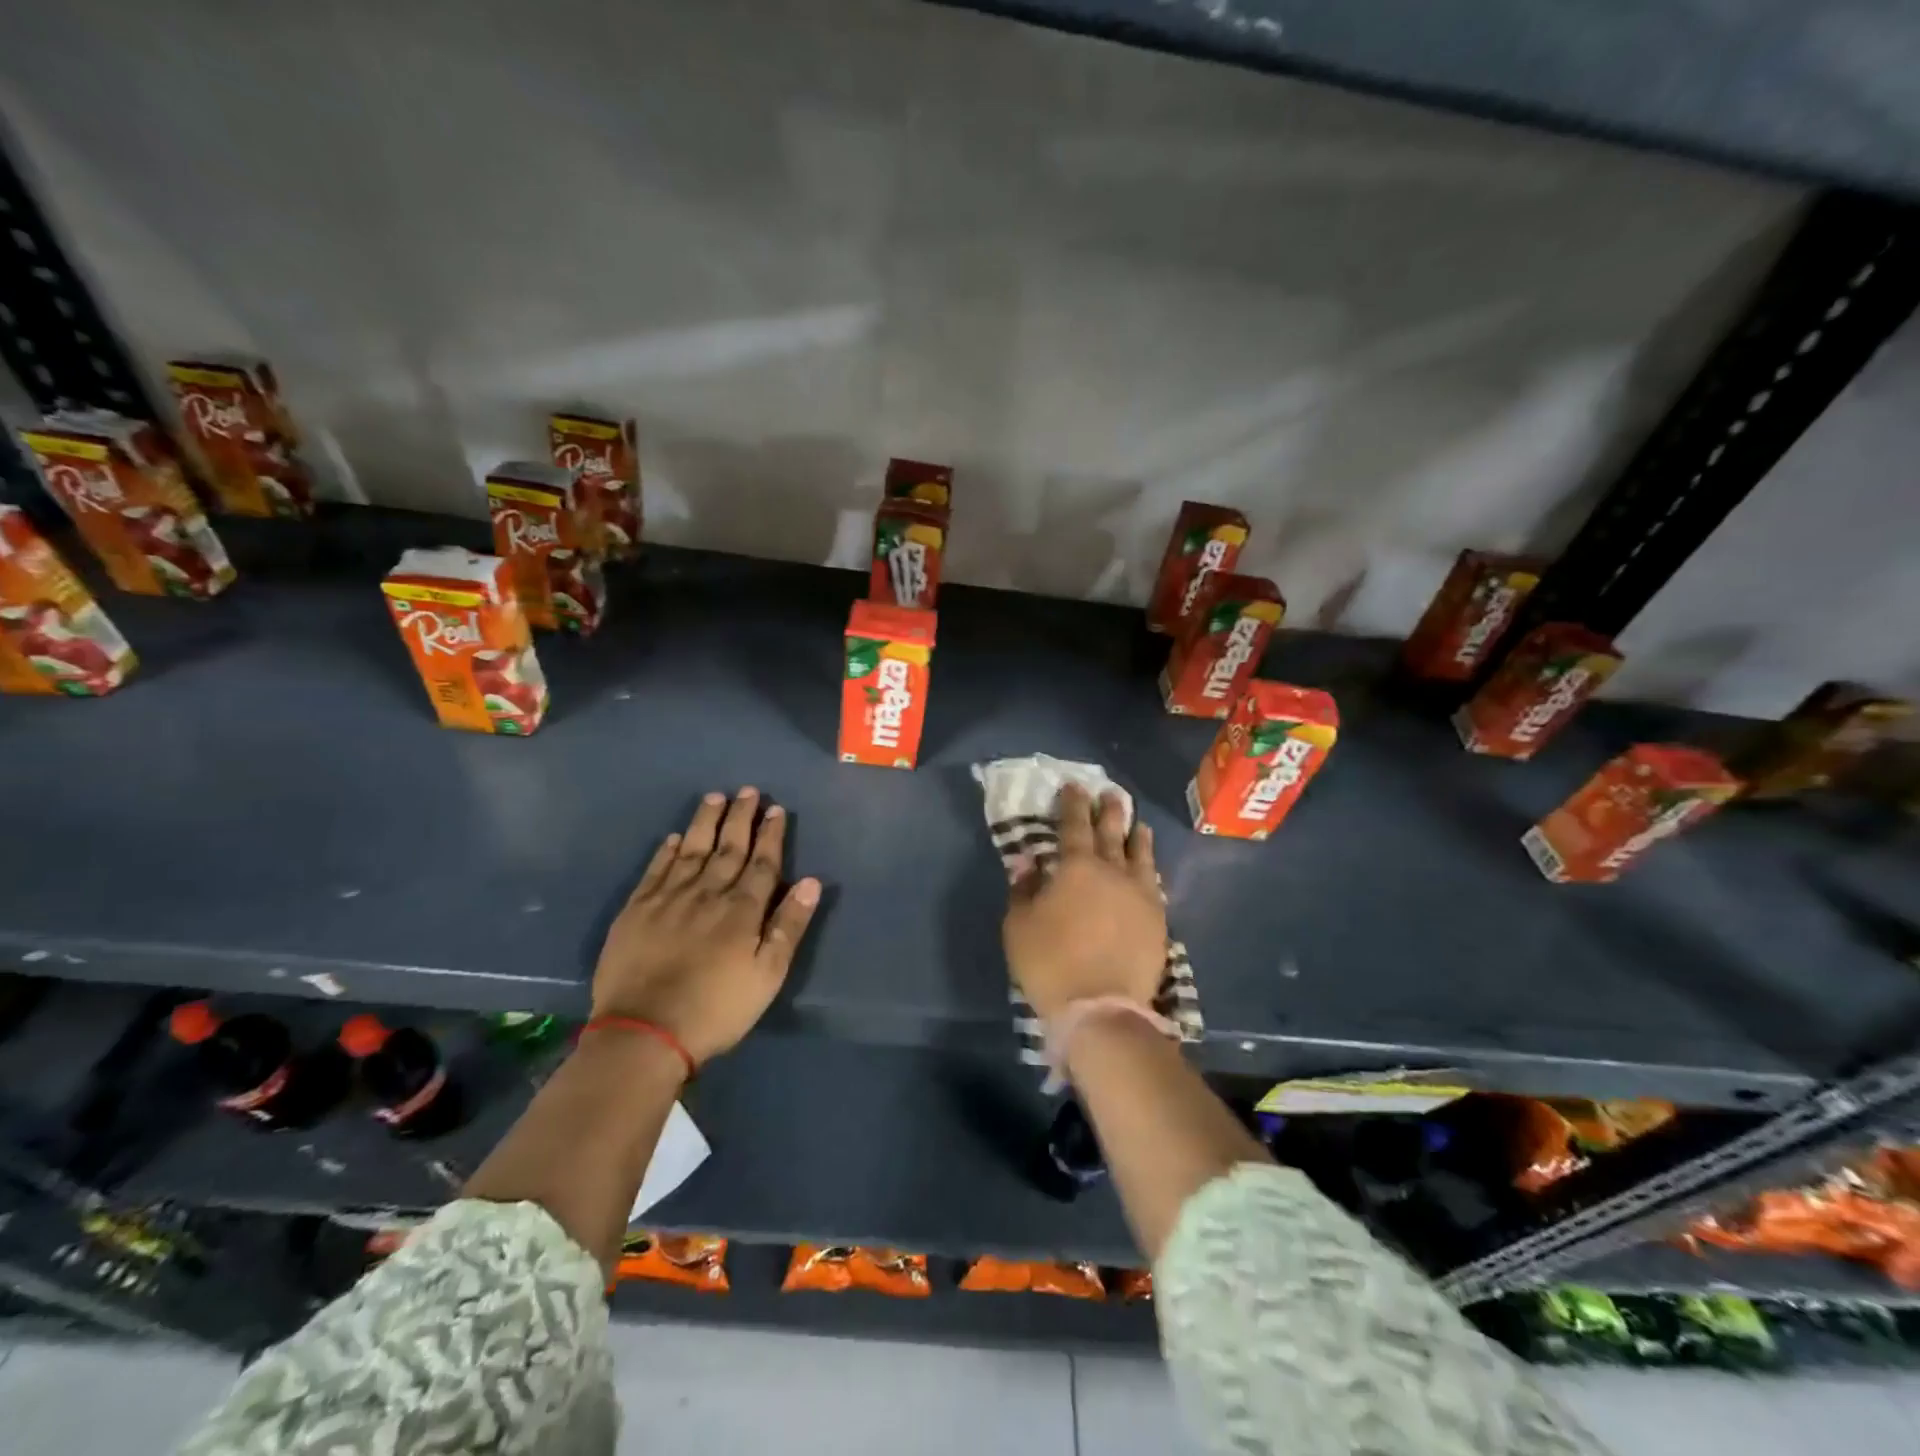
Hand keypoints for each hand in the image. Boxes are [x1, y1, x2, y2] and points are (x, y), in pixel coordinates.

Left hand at [592, 787, 821, 1065]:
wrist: (643, 1033)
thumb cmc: (717, 1009)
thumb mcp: (767, 975)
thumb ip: (788, 926)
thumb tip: (811, 881)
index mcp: (742, 910)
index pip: (762, 862)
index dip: (770, 835)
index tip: (776, 809)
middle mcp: (707, 893)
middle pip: (728, 848)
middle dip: (740, 818)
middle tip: (748, 790)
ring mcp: (668, 899)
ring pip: (691, 849)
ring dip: (705, 822)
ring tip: (714, 797)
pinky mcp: (636, 911)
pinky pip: (655, 870)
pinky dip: (666, 851)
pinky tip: (673, 838)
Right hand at [1002, 784, 1165, 1020]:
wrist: (1101, 1007)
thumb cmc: (1050, 963)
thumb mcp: (1019, 925)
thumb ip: (1023, 889)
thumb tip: (1027, 862)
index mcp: (1076, 867)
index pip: (1074, 825)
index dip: (1073, 803)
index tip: (1074, 786)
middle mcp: (1113, 871)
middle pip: (1112, 832)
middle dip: (1109, 810)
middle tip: (1110, 794)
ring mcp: (1140, 895)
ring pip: (1141, 855)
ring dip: (1137, 836)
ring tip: (1139, 824)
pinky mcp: (1157, 920)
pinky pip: (1154, 884)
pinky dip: (1150, 869)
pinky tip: (1149, 869)